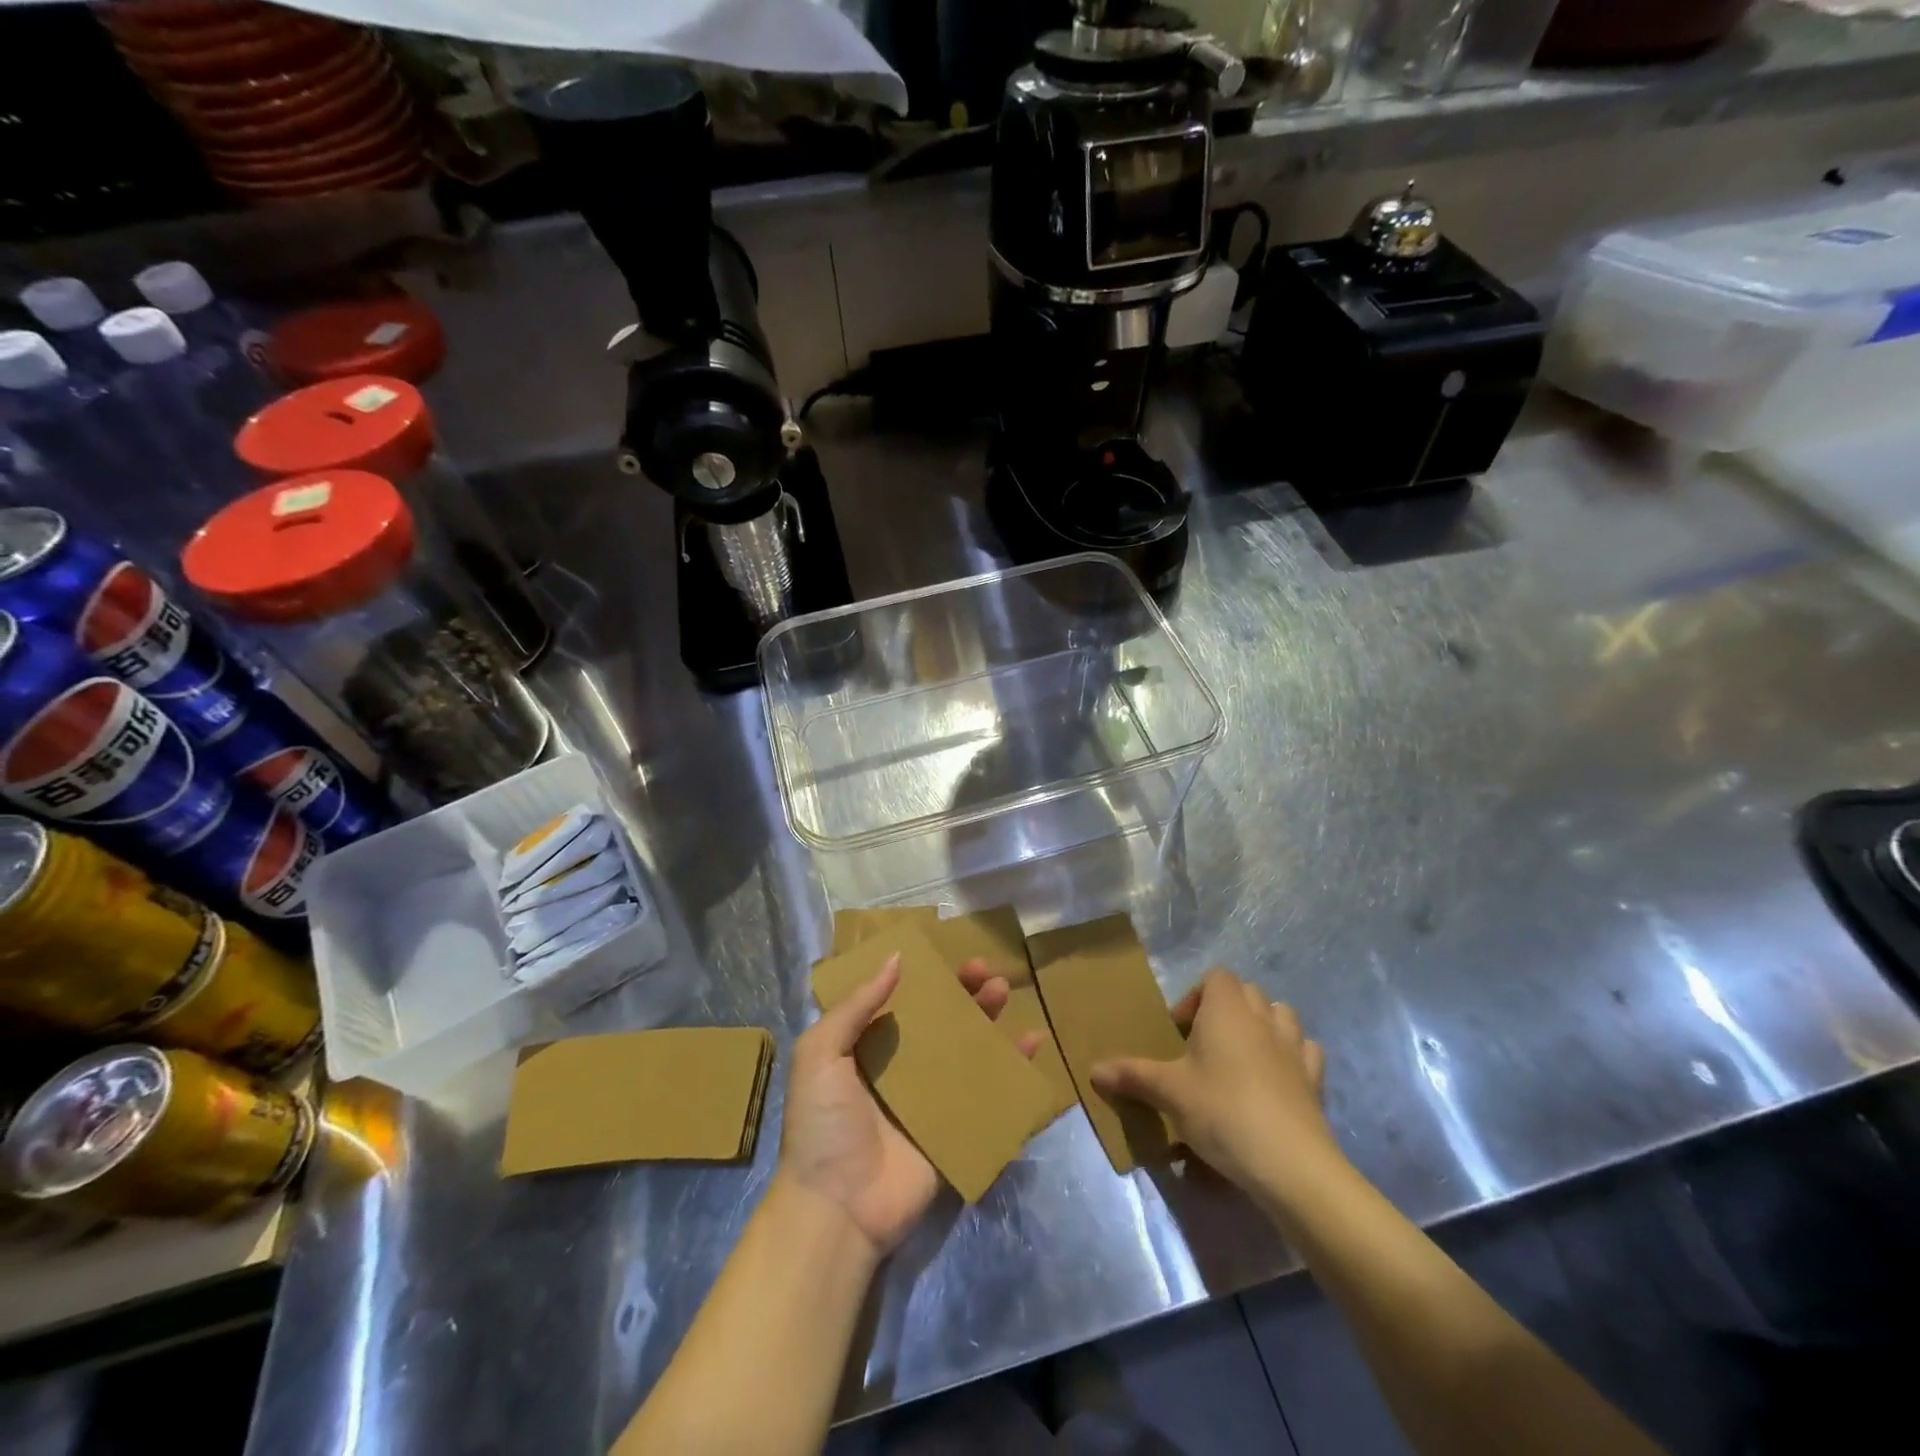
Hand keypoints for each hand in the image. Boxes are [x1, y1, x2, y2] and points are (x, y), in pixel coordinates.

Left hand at [777, 954, 1040, 1259]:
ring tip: (1003, 992)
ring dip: (987, 1019)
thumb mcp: (820, 1055)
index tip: (947, 956)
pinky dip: (1012, 1067)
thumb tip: (896, 958)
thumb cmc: (822, 1125)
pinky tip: (1032, 1041)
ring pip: (966, 1049)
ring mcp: (930, 1100)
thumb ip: (855, 1006)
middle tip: (984, 971)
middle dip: (962, 993)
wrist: (838, 1209)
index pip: (901, 1001)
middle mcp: (900, 1069)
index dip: (925, 977)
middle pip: (939, 1021)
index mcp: (866, 1049)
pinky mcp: (955, 1129)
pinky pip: (988, 1091)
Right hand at [1091, 968, 1339, 1207]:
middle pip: (1246, 992)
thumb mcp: (1168, 1093)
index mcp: (1226, 1008)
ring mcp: (1294, 1046)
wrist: (1290, 1163)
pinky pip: (1304, 1050)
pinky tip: (1275, 1080)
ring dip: (1261, 1026)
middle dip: (1225, 1010)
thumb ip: (1132, 1075)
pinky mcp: (1315, 1079)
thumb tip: (1093, 1070)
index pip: (1215, 976)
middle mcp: (1262, 1017)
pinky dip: (1290, 1056)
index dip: (1195, 997)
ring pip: (1280, 1015)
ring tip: (1240, 1059)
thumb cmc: (1222, 1111)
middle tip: (1203, 1047)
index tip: (1180, 1033)